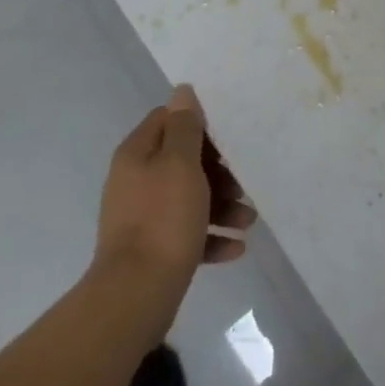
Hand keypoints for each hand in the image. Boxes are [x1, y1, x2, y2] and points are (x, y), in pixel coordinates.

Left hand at [94, 85, 257, 290]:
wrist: (136, 294)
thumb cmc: (163, 219)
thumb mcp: (180, 164)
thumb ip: (185, 127)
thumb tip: (182, 91)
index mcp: (137, 155)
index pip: (167, 121)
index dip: (199, 126)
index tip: (228, 139)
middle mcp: (136, 181)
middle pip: (182, 162)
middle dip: (218, 172)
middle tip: (242, 183)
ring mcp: (142, 218)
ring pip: (189, 199)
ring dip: (221, 206)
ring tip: (248, 221)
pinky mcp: (153, 250)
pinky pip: (187, 234)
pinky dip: (211, 237)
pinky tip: (236, 248)